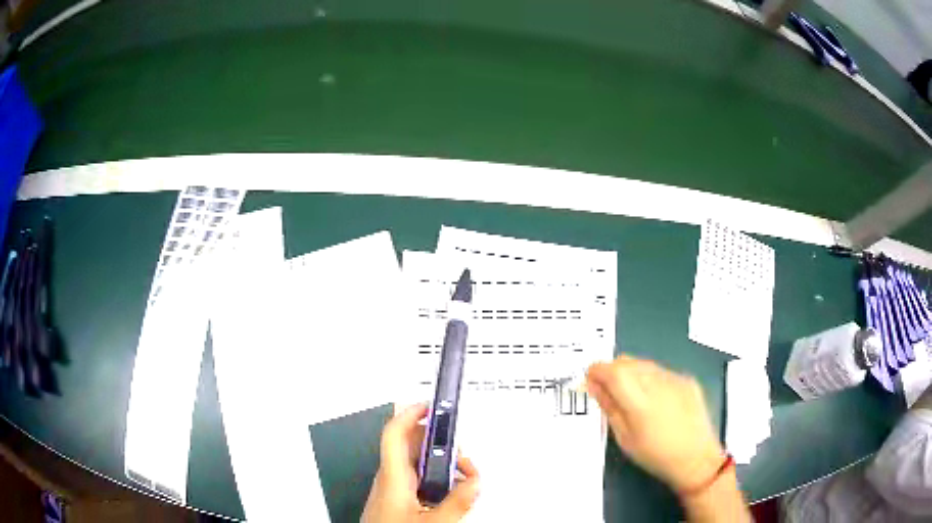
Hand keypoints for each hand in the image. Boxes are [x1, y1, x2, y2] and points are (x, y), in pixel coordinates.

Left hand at [362, 403, 480, 522]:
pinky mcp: (395, 501)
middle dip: (441, 446)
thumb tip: (474, 483)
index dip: (411, 414)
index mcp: (393, 478)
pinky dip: (435, 480)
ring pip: (416, 464)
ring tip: (463, 481)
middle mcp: (389, 479)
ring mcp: (391, 490)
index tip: (432, 405)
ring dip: (441, 465)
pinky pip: (416, 480)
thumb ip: (458, 503)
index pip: (395, 433)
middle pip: (412, 447)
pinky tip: (450, 494)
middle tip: (463, 460)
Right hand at [586, 355, 724, 492]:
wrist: (696, 458)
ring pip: (644, 364)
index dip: (597, 370)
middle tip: (608, 390)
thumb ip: (609, 407)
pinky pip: (661, 371)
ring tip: (633, 397)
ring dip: (631, 373)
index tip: (589, 379)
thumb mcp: (624, 438)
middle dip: (612, 370)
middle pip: (627, 361)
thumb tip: (593, 385)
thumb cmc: (655, 455)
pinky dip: (650, 378)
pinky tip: (655, 400)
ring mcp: (675, 379)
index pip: (612, 371)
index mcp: (639, 401)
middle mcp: (658, 383)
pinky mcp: (687, 379)